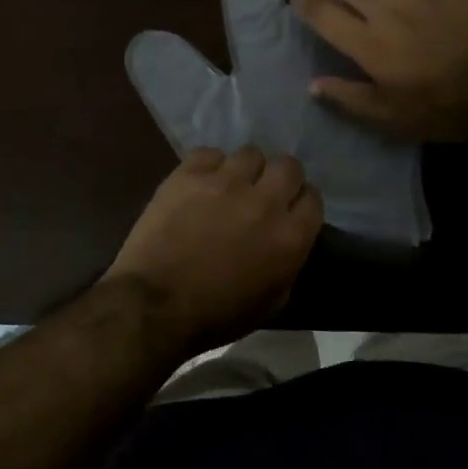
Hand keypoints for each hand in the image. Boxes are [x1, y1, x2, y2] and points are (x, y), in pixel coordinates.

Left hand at [106, 147, 322, 352]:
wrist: (154, 304)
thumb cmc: (216, 315)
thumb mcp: (271, 302)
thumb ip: (288, 263)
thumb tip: (288, 240)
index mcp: (289, 237)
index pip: (312, 198)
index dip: (301, 202)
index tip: (290, 209)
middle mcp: (264, 201)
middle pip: (288, 166)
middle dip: (280, 177)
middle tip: (263, 192)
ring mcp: (226, 182)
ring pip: (250, 153)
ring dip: (245, 170)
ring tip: (229, 186)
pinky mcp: (190, 173)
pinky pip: (210, 153)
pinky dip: (209, 166)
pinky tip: (200, 183)